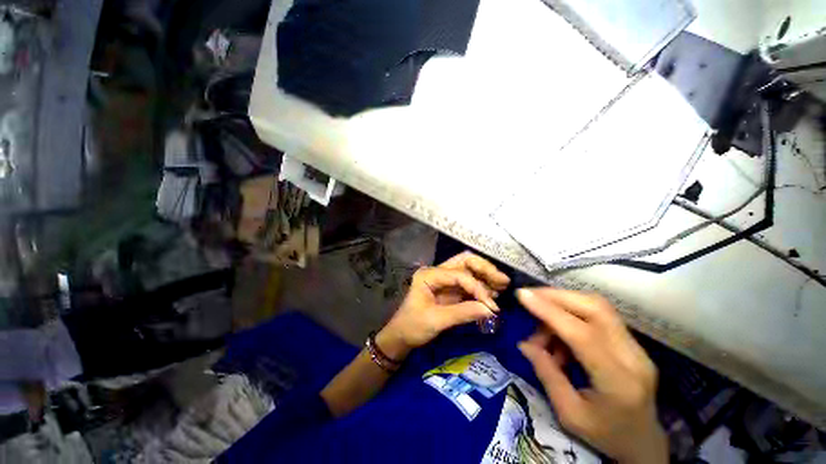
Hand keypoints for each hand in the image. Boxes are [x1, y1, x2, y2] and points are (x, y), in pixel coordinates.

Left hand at [377, 252, 510, 359]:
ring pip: (468, 269)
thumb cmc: (412, 326)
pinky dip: (480, 286)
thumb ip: (463, 313)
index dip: (477, 287)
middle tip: (503, 280)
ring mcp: (443, 280)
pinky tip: (492, 293)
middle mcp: (437, 272)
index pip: (459, 274)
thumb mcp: (435, 321)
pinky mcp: (449, 289)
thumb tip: (491, 310)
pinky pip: (467, 283)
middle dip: (484, 269)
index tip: (491, 305)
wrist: (401, 336)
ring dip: (485, 276)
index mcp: (429, 275)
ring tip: (502, 286)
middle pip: (464, 261)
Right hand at [517, 288, 666, 463]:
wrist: (644, 443)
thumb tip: (524, 343)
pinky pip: (599, 315)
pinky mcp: (633, 343)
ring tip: (541, 320)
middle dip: (557, 296)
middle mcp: (634, 358)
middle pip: (596, 309)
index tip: (522, 295)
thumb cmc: (605, 435)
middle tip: (529, 297)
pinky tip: (558, 333)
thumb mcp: (568, 413)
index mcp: (618, 383)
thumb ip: (546, 374)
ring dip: (564, 303)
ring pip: (598, 306)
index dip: (549, 311)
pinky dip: (572, 314)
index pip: (582, 335)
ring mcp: (637, 348)